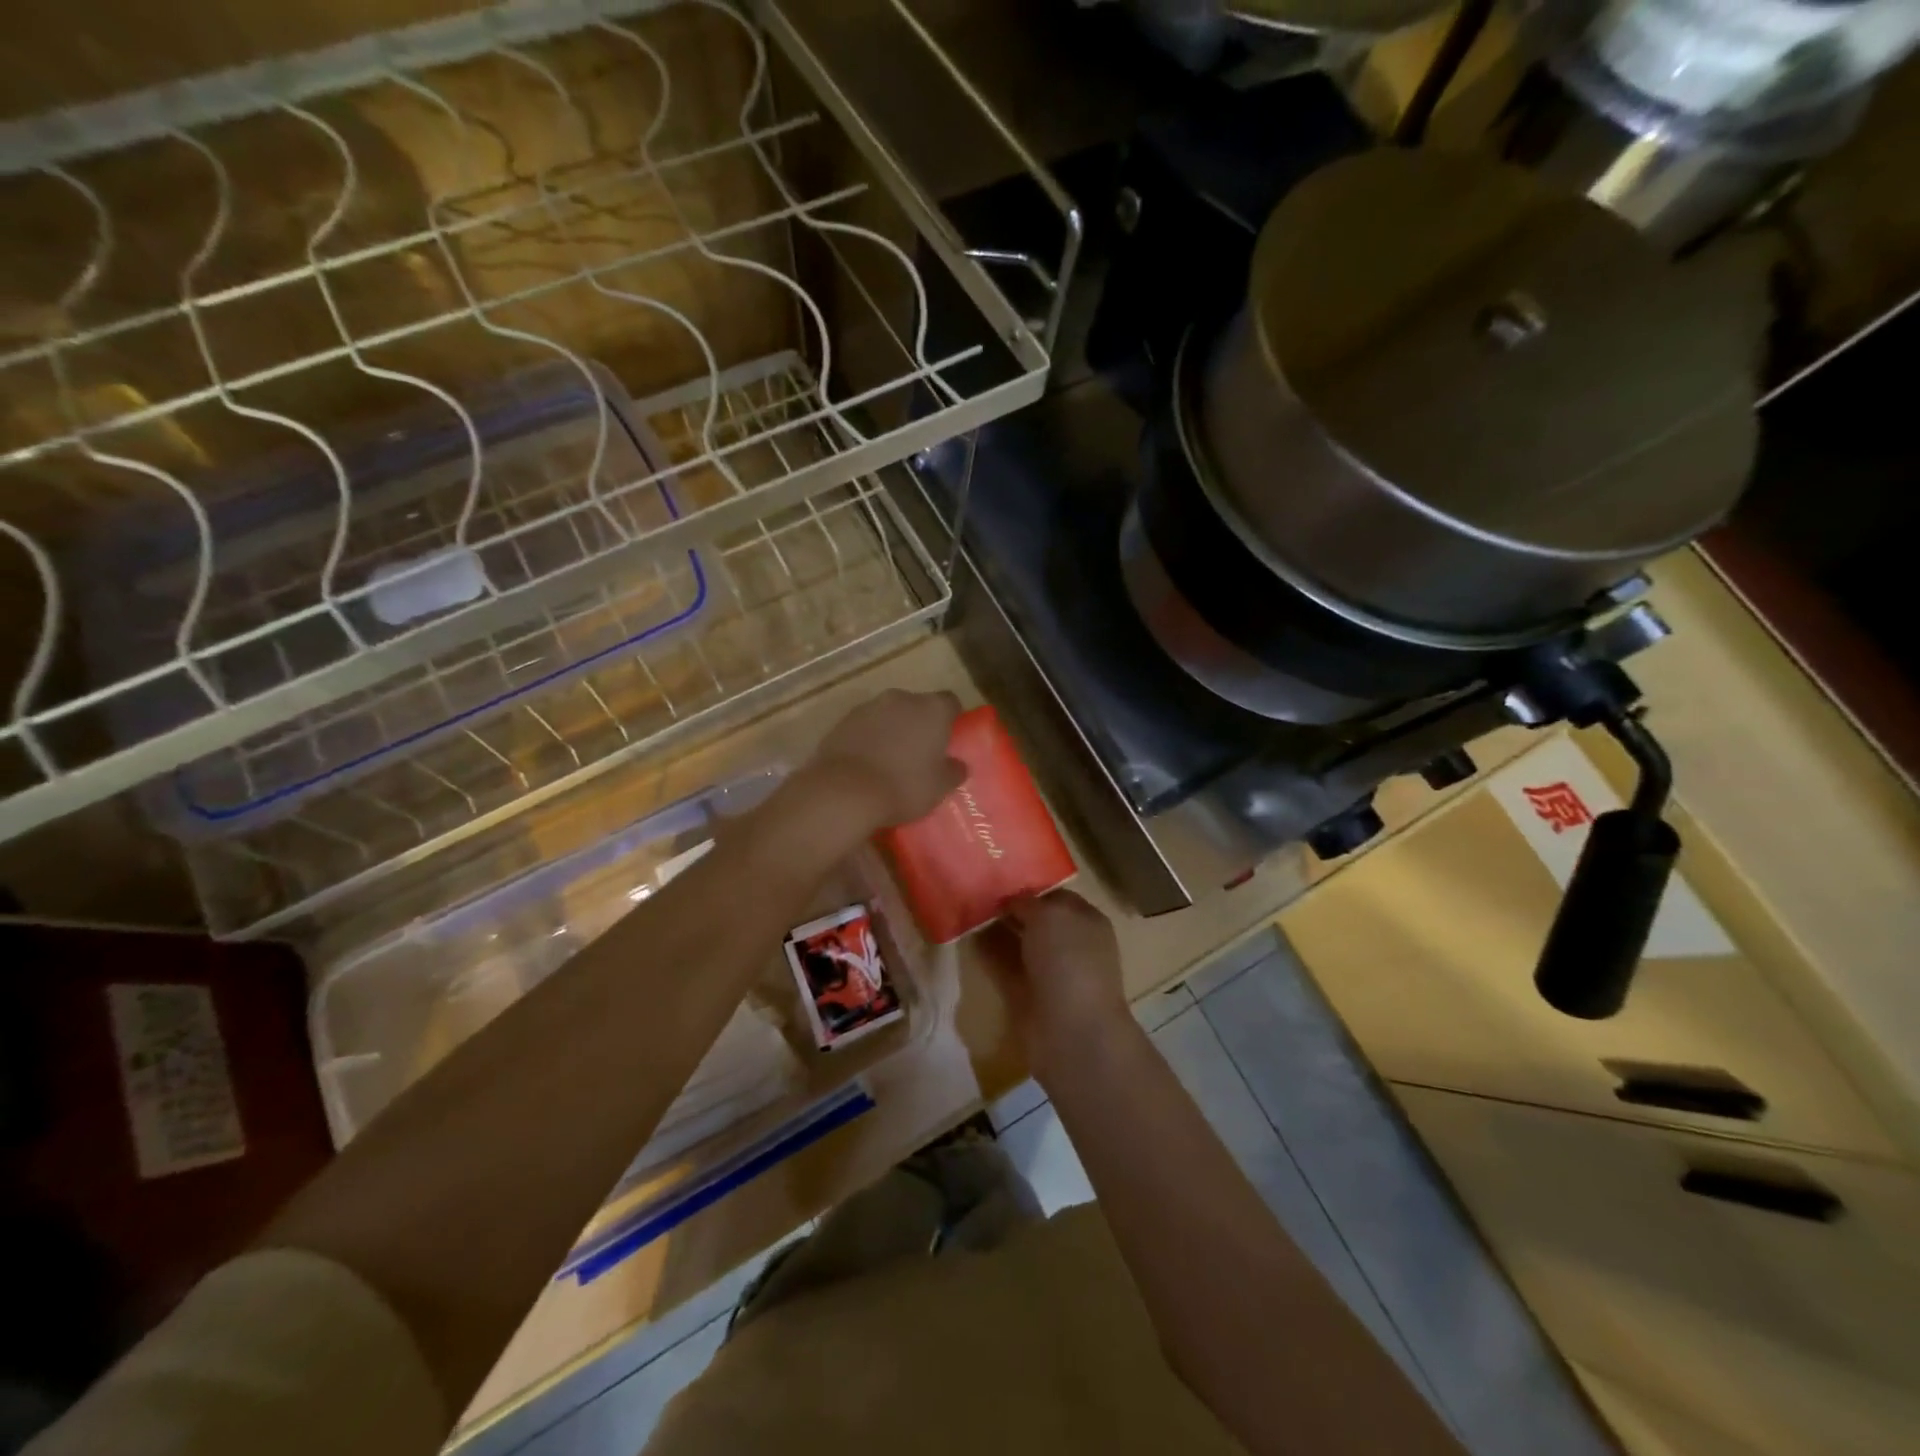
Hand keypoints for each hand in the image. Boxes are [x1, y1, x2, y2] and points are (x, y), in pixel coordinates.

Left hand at [808, 689, 966, 830]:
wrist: (845, 791)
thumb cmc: (904, 785)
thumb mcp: (940, 787)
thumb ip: (954, 771)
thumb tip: (958, 764)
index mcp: (932, 709)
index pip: (950, 702)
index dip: (951, 719)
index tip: (948, 739)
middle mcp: (901, 698)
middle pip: (917, 705)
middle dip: (919, 724)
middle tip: (920, 752)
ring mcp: (869, 707)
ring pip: (888, 714)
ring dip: (892, 729)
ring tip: (890, 759)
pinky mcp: (843, 720)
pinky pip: (864, 726)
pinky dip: (868, 738)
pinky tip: (866, 763)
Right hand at [983, 891, 1130, 1079]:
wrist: (1072, 1031)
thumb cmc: (1069, 961)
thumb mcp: (1050, 916)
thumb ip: (1029, 903)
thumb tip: (1011, 902)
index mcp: (1086, 921)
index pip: (1057, 896)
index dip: (1030, 888)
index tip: (1000, 878)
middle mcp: (1071, 945)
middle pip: (1036, 921)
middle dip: (1010, 908)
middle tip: (977, 891)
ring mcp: (1050, 972)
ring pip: (1019, 944)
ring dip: (997, 930)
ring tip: (967, 910)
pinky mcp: (1028, 996)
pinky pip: (1005, 967)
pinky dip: (989, 955)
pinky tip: (968, 939)